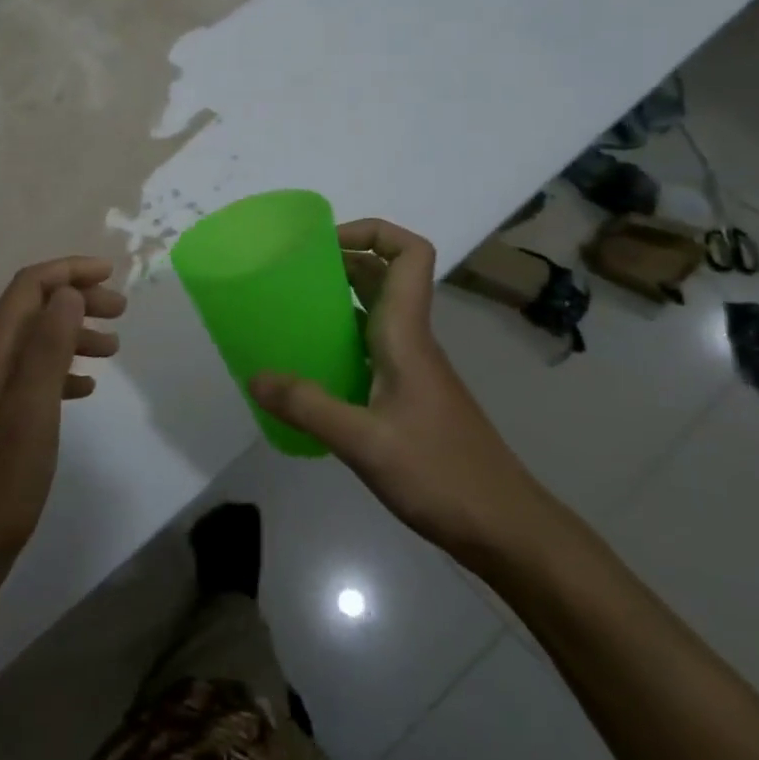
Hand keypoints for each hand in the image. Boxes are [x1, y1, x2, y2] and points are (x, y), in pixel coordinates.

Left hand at [0, 257, 124, 590]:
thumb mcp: (31, 412)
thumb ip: (48, 348)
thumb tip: (68, 291)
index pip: (28, 287)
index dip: (68, 271)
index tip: (112, 274)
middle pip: (32, 309)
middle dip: (76, 299)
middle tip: (121, 311)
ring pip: (35, 342)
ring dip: (73, 334)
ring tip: (113, 348)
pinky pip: (32, 377)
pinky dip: (62, 370)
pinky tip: (85, 388)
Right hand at [250, 219, 560, 572]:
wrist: (504, 528)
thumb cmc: (441, 474)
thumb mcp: (364, 442)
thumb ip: (307, 407)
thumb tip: (254, 377)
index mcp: (407, 334)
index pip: (409, 254)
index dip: (372, 232)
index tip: (324, 243)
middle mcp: (411, 340)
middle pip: (385, 275)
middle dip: (341, 261)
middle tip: (290, 274)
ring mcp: (413, 369)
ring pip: (376, 312)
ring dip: (338, 300)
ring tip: (290, 313)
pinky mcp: (409, 396)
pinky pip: (371, 348)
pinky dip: (341, 342)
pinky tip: (312, 370)